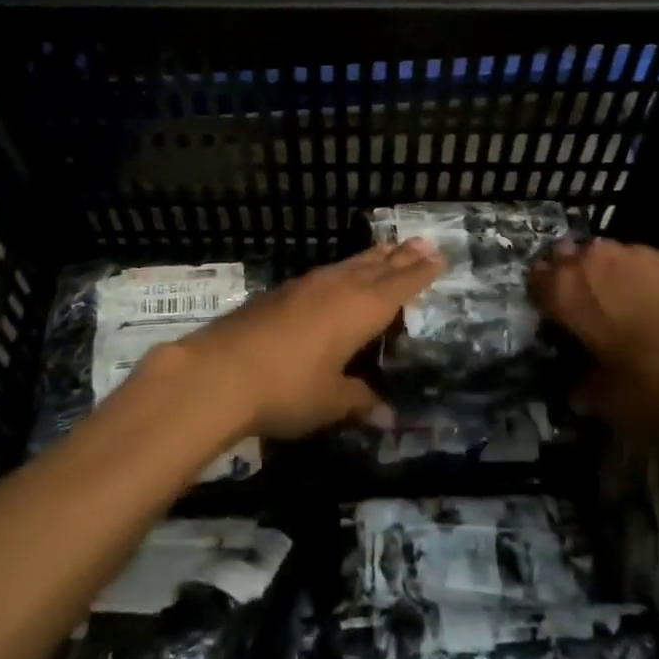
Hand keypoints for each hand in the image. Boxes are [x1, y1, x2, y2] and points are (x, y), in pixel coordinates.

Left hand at [161, 241, 443, 439]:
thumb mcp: (330, 400)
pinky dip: (343, 269)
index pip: (399, 286)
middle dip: (400, 256)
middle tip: (422, 242)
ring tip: (387, 249)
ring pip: (349, 265)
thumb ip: (360, 400)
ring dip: (372, 257)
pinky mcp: (280, 292)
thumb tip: (389, 416)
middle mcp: (338, 288)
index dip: (420, 273)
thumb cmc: (288, 388)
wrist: (220, 371)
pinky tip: (338, 275)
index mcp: (361, 309)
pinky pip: (326, 273)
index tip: (438, 257)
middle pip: (377, 266)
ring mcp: (306, 285)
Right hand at [531, 239, 658, 430]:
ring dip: (598, 277)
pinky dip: (630, 278)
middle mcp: (589, 262)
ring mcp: (627, 252)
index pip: (534, 285)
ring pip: (597, 258)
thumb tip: (578, 392)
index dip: (539, 304)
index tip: (549, 326)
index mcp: (567, 293)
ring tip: (614, 309)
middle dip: (565, 282)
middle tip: (578, 315)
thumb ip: (590, 394)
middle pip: (563, 261)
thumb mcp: (621, 402)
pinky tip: (647, 305)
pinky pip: (630, 262)